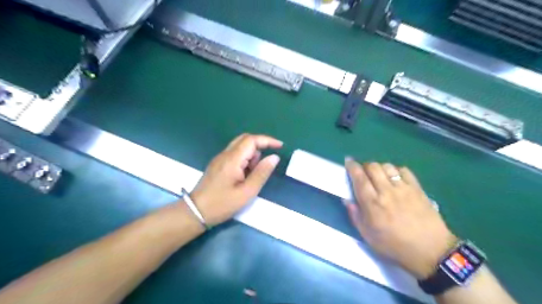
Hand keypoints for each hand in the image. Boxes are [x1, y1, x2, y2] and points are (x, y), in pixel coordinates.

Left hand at [190, 134, 284, 225]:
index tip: (280, 146)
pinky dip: (244, 159)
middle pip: (245, 139)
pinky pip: (234, 154)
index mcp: (232, 159)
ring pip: (240, 146)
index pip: (251, 140)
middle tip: (268, 160)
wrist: (196, 212)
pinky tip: (245, 175)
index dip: (267, 140)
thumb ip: (262, 173)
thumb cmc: (222, 204)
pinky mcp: (218, 164)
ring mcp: (220, 158)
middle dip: (260, 145)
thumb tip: (274, 157)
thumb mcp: (247, 192)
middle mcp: (225, 154)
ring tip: (254, 174)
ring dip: (252, 154)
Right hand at [345, 160, 453, 278]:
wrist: (431, 251)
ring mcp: (403, 188)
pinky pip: (404, 170)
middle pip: (373, 167)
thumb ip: (355, 216)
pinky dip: (396, 170)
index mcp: (372, 204)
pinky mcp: (417, 188)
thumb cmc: (394, 245)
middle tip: (364, 173)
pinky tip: (395, 178)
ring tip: (379, 175)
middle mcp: (386, 192)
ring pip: (387, 166)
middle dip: (365, 166)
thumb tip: (346, 199)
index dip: (352, 167)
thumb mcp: (368, 236)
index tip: (348, 161)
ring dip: (379, 168)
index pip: (359, 178)